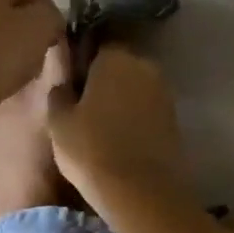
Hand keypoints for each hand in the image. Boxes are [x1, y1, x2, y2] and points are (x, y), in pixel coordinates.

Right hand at [46, 45, 186, 210]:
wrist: (141, 192)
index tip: (71, 73)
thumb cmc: (91, 149)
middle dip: (104, 76)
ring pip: (136, 86)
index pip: (99, 40)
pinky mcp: (174, 119)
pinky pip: (147, 108)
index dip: (84, 55)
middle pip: (120, 62)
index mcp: (116, 57)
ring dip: (121, 96)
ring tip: (100, 121)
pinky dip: (135, 115)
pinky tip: (120, 135)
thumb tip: (65, 81)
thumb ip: (60, 92)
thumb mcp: (58, 121)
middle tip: (83, 99)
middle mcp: (145, 66)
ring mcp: (164, 93)